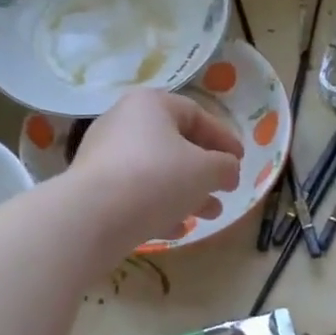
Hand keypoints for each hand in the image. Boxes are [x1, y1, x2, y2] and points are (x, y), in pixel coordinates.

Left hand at [69, 89, 243, 247]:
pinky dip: (158, 207)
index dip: (223, 138)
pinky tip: (177, 229)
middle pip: (174, 144)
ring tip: (209, 215)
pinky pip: (134, 194)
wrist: (94, 216)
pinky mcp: (94, 189)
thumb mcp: (206, 170)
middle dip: (204, 171)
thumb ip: (225, 166)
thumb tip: (228, 170)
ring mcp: (104, 157)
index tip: (241, 161)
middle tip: (225, 190)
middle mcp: (123, 123)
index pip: (195, 114)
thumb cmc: (157, 178)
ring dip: (186, 193)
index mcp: (150, 105)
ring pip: (155, 172)